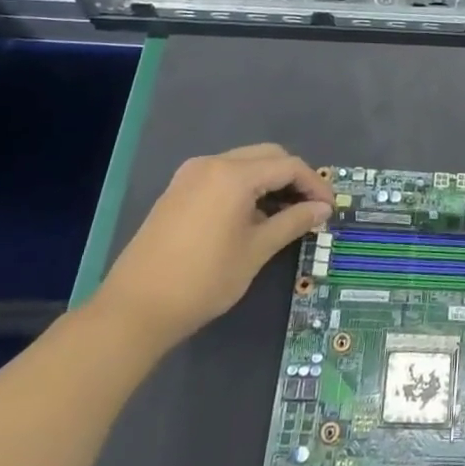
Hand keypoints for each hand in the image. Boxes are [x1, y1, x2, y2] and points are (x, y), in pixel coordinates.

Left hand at [95, 144, 330, 351]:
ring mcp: (190, 175)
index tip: (329, 209)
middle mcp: (212, 163)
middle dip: (294, 177)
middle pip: (267, 156)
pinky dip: (246, 187)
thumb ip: (293, 222)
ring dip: (270, 181)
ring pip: (245, 163)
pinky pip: (223, 176)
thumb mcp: (256, 251)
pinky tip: (253, 216)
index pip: (288, 166)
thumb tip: (323, 209)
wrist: (134, 309)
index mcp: (234, 174)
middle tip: (310, 208)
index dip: (315, 185)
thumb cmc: (203, 279)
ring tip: (285, 214)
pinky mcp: (178, 190)